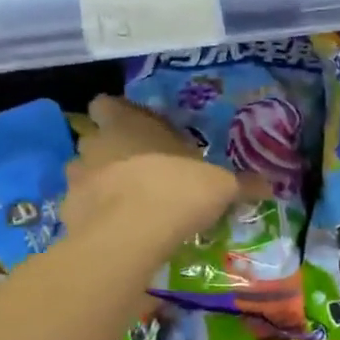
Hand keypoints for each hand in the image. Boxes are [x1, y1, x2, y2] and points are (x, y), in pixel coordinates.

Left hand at [62, 96, 257, 247]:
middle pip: (94, 139)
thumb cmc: (176, 191)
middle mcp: (95, 145)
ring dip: (101, 184)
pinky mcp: (68, 214)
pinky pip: (82, 209)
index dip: (118, 114)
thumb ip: (241, 183)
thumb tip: (272, 184)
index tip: (137, 129)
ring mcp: (77, 180)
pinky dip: (96, 217)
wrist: (131, 236)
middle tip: (141, 171)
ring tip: (128, 204)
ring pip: (84, 174)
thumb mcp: (220, 186)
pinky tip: (119, 231)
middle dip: (112, 153)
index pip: (107, 104)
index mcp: (127, 125)